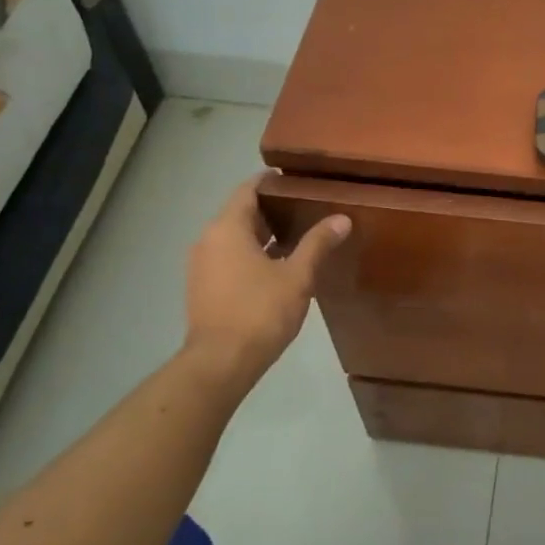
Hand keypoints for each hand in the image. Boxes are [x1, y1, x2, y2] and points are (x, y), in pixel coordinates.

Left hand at [184, 175, 349, 384]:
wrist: (220, 363)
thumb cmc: (260, 311)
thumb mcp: (297, 276)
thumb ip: (318, 243)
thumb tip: (342, 218)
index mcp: (227, 228)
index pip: (248, 189)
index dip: (272, 182)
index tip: (299, 181)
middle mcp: (208, 240)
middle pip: (241, 212)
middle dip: (273, 209)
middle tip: (308, 208)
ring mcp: (202, 265)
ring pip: (235, 237)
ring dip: (264, 234)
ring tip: (299, 236)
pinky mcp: (204, 287)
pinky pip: (229, 258)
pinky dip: (252, 254)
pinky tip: (279, 266)